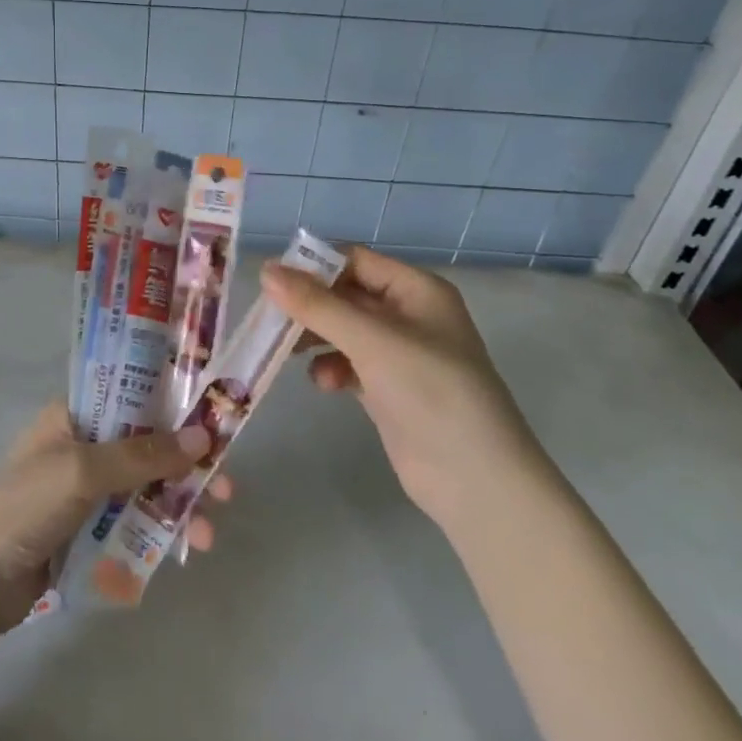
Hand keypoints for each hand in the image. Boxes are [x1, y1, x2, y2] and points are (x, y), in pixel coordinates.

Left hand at [0, 402, 229, 637]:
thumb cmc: (23, 508)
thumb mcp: (82, 471)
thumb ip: (142, 455)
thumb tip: (204, 438)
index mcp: (77, 415)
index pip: (135, 396)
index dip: (177, 405)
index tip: (217, 421)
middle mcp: (86, 445)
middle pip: (150, 445)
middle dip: (188, 466)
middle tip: (226, 486)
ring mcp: (89, 490)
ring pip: (148, 487)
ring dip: (181, 504)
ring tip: (207, 534)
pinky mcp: (90, 530)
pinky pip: (136, 521)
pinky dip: (162, 530)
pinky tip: (185, 548)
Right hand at [262, 245, 540, 527]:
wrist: (475, 480)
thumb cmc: (430, 392)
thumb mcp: (372, 341)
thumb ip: (317, 305)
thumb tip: (266, 270)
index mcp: (417, 290)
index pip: (355, 261)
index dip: (314, 266)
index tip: (270, 280)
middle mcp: (409, 315)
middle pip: (345, 295)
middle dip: (309, 306)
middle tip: (269, 318)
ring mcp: (399, 354)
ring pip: (342, 331)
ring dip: (315, 338)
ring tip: (288, 351)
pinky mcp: (388, 389)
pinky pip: (348, 364)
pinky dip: (331, 368)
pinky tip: (324, 384)